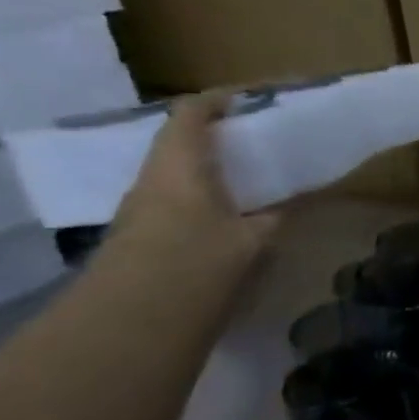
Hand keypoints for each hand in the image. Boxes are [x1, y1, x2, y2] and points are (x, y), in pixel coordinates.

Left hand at [109, 93, 279, 276]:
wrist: (132, 321)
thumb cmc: (196, 263)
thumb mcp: (252, 240)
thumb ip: (272, 219)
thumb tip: (287, 208)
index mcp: (179, 166)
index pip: (191, 114)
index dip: (218, 100)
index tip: (248, 98)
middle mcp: (153, 179)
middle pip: (181, 144)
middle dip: (217, 138)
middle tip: (257, 141)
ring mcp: (141, 210)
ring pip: (178, 175)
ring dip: (209, 170)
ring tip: (249, 179)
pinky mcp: (140, 237)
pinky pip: (175, 202)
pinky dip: (202, 198)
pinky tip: (228, 217)